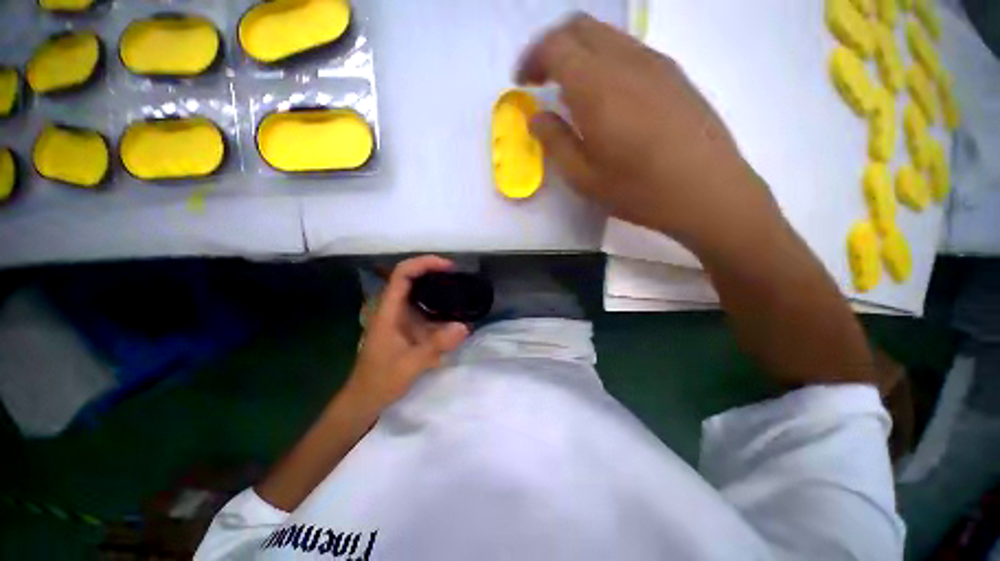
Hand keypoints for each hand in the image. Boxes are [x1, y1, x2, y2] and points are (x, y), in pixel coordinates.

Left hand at [346, 256, 469, 409]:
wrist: (366, 398)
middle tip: (459, 276)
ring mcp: (400, 316)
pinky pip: (425, 307)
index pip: (402, 274)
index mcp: (388, 311)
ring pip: (419, 291)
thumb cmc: (381, 380)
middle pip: (411, 277)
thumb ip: (436, 345)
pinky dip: (440, 304)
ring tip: (461, 290)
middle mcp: (394, 308)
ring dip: (438, 286)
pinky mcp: (407, 325)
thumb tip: (465, 326)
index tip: (448, 267)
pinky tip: (454, 311)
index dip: (424, 263)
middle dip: (435, 271)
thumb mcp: (410, 364)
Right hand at [517, 14, 776, 248]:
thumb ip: (555, 142)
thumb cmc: (638, 190)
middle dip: (552, 47)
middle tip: (541, 79)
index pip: (555, 46)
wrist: (707, 191)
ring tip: (570, 89)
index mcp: (598, 86)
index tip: (522, 82)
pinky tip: (605, 95)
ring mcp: (655, 63)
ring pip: (606, 36)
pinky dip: (605, 60)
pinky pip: (629, 50)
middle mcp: (626, 61)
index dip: (532, 59)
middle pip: (580, 27)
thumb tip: (536, 117)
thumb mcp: (584, 177)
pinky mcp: (674, 73)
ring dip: (579, 53)